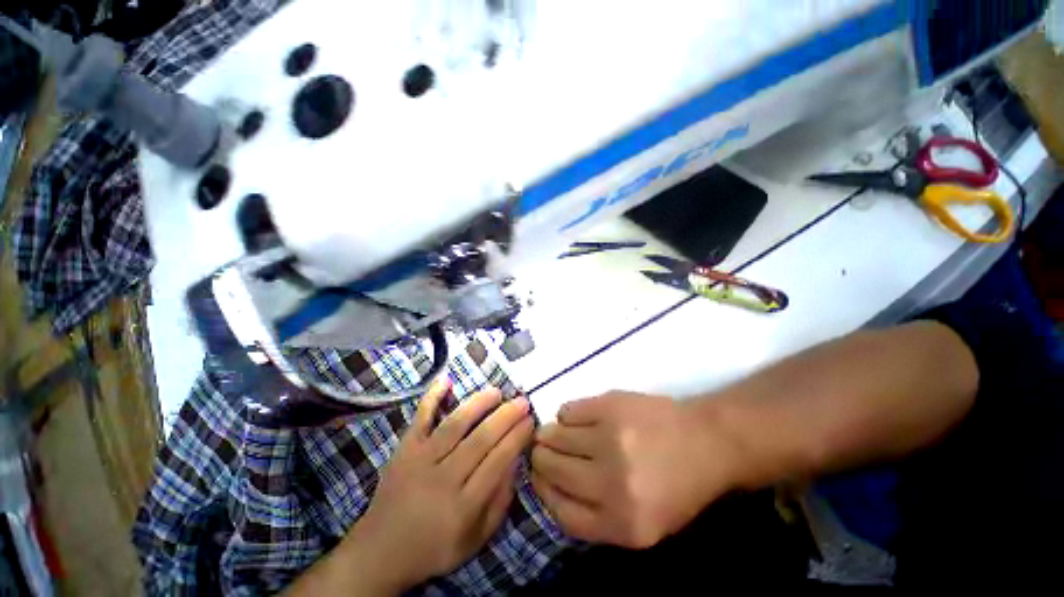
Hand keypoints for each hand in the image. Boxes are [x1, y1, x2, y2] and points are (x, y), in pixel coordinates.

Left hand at [297, 380, 533, 594]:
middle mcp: (443, 479)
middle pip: (481, 440)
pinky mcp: (403, 449)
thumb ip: (500, 501)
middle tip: (522, 401)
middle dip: (506, 417)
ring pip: (455, 425)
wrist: (379, 552)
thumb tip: (516, 461)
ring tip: (497, 391)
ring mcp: (420, 460)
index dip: (517, 437)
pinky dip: (431, 397)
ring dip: (479, 404)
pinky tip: (446, 379)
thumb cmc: (434, 547)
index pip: (498, 462)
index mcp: (463, 507)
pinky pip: (419, 419)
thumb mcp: (476, 539)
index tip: (530, 421)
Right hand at [530, 391, 741, 548]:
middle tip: (542, 450)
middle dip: (540, 459)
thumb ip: (595, 516)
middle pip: (552, 469)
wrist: (707, 441)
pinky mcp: (609, 405)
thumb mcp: (643, 525)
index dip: (542, 492)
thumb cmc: (678, 487)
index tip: (538, 477)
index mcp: (623, 524)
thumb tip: (550, 485)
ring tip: (555, 433)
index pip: (560, 511)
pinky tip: (575, 418)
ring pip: (555, 435)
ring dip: (549, 435)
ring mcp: (609, 438)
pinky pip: (568, 410)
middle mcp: (611, 483)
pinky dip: (565, 415)